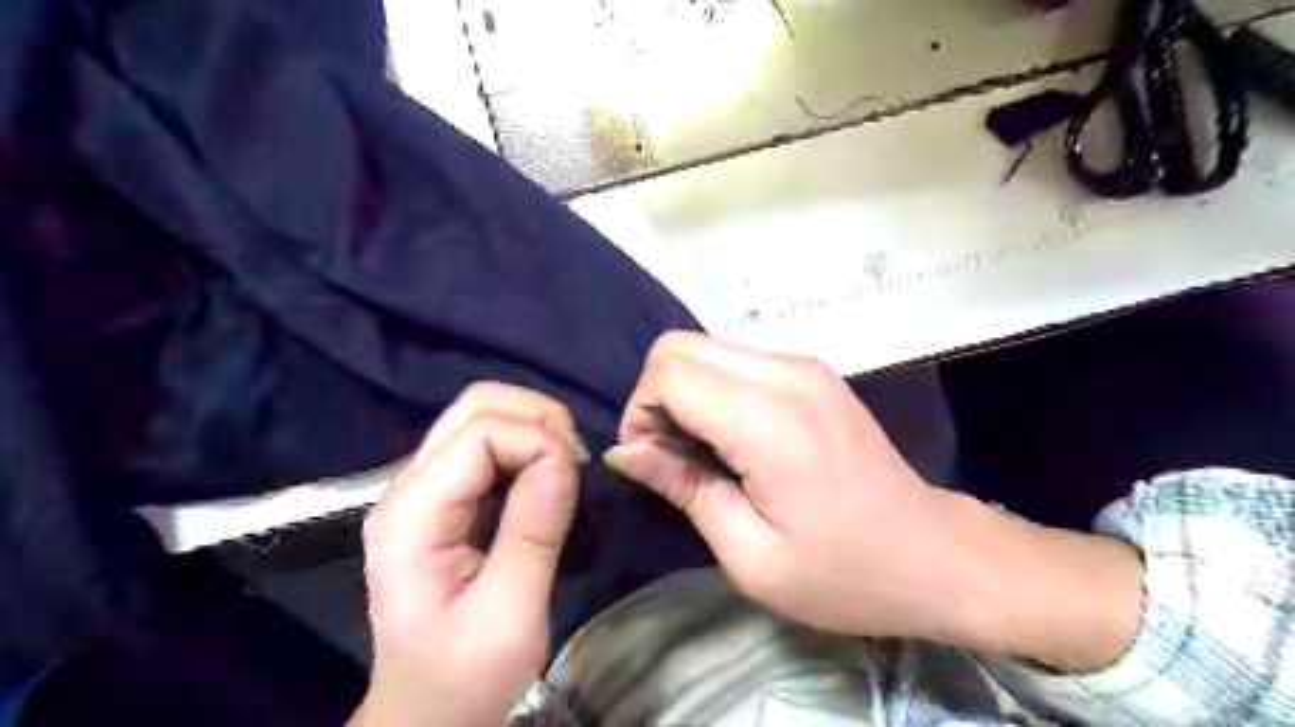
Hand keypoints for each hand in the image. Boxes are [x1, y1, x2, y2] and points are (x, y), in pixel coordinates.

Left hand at [350, 383, 580, 724]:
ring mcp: (425, 487)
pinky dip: (527, 442)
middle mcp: (410, 486)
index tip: (575, 481)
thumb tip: (563, 461)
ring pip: (482, 414)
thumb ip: (533, 535)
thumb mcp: (509, 617)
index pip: (481, 431)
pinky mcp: (445, 496)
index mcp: (413, 514)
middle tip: (575, 464)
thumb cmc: (464, 678)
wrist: (426, 712)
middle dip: (538, 419)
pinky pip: (488, 440)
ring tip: (566, 468)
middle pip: (476, 405)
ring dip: (535, 426)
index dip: (538, 442)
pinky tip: (547, 474)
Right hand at [602, 332, 1136, 672]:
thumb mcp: (750, 555)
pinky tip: (731, 438)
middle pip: (679, 346)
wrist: (934, 555)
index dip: (641, 414)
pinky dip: (714, 390)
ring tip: (701, 451)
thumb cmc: (843, 573)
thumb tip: (625, 452)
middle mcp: (785, 374)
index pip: (668, 373)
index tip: (651, 463)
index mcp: (768, 420)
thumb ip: (683, 488)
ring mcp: (803, 366)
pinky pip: (737, 360)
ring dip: (685, 391)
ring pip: (705, 347)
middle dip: (656, 396)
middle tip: (670, 455)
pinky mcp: (813, 372)